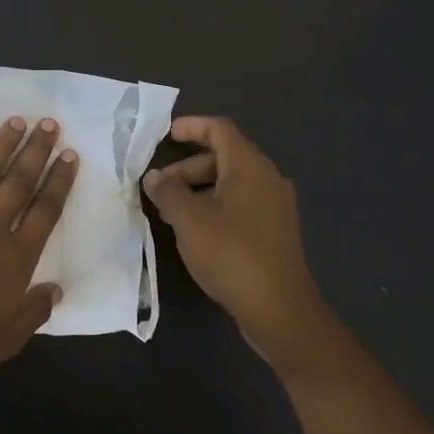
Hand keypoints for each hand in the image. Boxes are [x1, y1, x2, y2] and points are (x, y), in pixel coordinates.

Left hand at [0, 116, 77, 386]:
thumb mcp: (6, 340)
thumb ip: (34, 312)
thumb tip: (56, 290)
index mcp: (14, 258)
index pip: (45, 211)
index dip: (59, 181)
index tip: (69, 156)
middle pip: (18, 182)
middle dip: (37, 151)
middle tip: (49, 124)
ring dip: (1, 145)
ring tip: (16, 120)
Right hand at [143, 115, 328, 360]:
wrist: (278, 307)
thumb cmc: (231, 254)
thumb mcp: (189, 220)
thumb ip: (168, 192)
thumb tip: (154, 176)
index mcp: (249, 166)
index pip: (220, 129)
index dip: (191, 126)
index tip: (165, 135)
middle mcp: (267, 178)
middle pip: (224, 156)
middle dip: (188, 167)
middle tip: (160, 188)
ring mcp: (275, 205)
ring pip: (232, 182)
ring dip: (199, 189)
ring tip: (172, 212)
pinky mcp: (275, 230)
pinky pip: (242, 203)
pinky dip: (216, 205)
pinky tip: (197, 230)